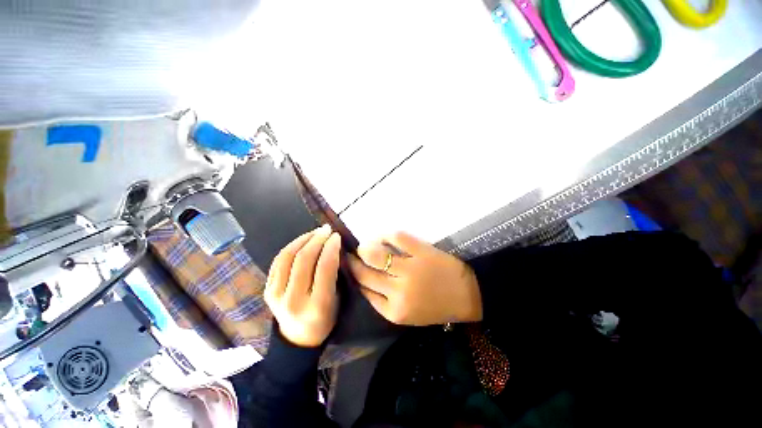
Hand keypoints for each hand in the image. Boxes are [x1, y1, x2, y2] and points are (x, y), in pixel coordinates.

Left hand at [264, 225, 341, 346]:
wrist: (299, 338)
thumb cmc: (326, 318)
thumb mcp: (338, 298)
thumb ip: (336, 273)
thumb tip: (333, 246)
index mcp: (317, 306)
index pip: (324, 267)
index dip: (331, 247)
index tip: (337, 236)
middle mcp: (293, 300)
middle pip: (303, 259)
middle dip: (317, 239)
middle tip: (326, 230)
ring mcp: (276, 295)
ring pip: (287, 257)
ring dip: (303, 239)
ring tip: (315, 232)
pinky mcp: (267, 290)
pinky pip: (278, 261)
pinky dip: (291, 247)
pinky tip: (302, 242)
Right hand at [347, 232, 481, 325]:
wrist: (468, 295)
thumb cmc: (436, 306)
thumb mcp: (407, 314)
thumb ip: (384, 301)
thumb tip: (364, 280)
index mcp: (394, 311)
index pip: (363, 290)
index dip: (354, 276)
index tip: (350, 267)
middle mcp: (398, 291)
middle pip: (364, 273)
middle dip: (353, 261)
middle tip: (351, 254)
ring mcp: (410, 270)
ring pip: (374, 254)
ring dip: (365, 247)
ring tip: (365, 245)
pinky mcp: (421, 252)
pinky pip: (396, 237)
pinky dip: (385, 235)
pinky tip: (382, 236)